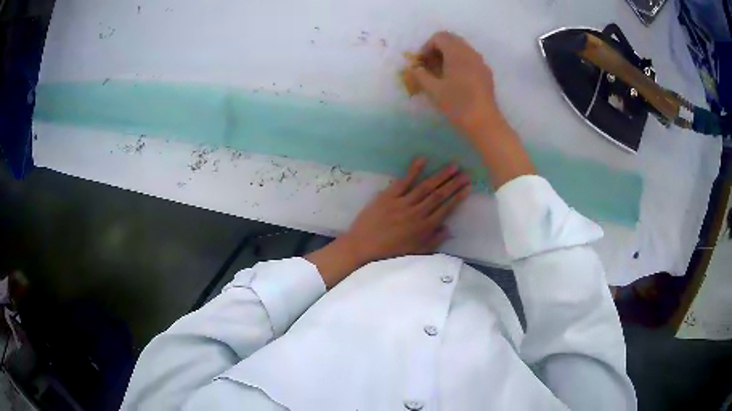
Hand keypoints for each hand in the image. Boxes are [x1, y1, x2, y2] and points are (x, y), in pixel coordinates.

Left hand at [306, 159, 470, 287]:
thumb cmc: (389, 252)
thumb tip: (449, 229)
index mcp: (424, 228)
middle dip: (454, 183)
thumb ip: (433, 241)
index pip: (446, 209)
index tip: (468, 187)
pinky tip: (423, 160)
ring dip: (440, 175)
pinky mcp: (388, 196)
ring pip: (426, 187)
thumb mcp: (414, 252)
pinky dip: (413, 170)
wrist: (362, 247)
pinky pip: (403, 181)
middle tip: (465, 173)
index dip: (458, 197)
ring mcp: (402, 203)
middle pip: (439, 195)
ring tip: (453, 166)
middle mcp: (417, 213)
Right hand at [404, 31, 535, 189]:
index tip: (422, 63)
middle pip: (451, 40)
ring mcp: (480, 63)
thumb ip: (420, 75)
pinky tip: (455, 81)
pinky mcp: (485, 73)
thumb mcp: (433, 90)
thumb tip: (413, 69)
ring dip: (448, 56)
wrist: (484, 123)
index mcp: (457, 52)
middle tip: (429, 67)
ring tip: (440, 75)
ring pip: (461, 49)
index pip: (439, 37)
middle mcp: (471, 53)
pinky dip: (459, 63)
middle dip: (437, 50)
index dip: (427, 47)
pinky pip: (470, 60)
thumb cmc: (457, 104)